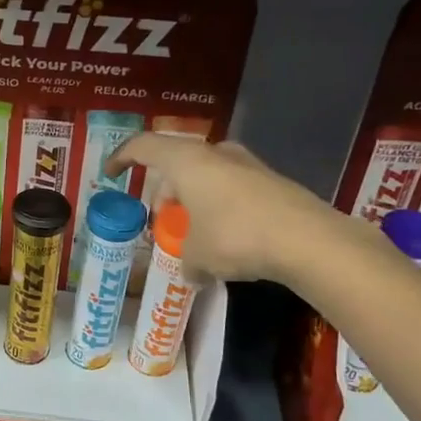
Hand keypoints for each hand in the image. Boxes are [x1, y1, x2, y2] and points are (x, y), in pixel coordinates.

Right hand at [105, 134, 364, 285]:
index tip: (111, 173)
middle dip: (165, 189)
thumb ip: (187, 261)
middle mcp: (217, 154)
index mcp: (187, 162)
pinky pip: (233, 188)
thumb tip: (191, 274)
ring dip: (194, 198)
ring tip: (194, 230)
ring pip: (208, 174)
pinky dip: (221, 206)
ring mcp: (249, 165)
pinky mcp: (273, 182)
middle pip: (177, 162)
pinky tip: (227, 236)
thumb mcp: (198, 256)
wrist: (309, 240)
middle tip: (162, 218)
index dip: (123, 158)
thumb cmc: (236, 238)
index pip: (144, 147)